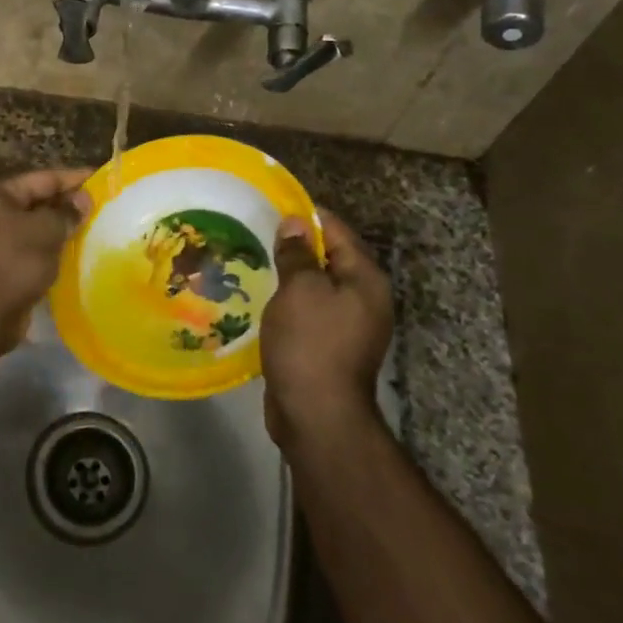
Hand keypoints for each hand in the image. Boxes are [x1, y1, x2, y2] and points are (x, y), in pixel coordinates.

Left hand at [0, 168, 91, 346]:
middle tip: (104, 205)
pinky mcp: (2, 262)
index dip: (75, 179)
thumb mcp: (45, 230)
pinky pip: (33, 246)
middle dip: (69, 204)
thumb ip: (67, 212)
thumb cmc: (14, 261)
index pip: (43, 178)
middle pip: (38, 200)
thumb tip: (84, 199)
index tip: (103, 179)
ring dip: (62, 227)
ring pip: (36, 225)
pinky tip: (77, 249)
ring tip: (96, 225)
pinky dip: (52, 246)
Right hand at [260, 208, 394, 446]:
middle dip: (297, 246)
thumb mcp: (299, 290)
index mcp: (366, 279)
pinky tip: (266, 299)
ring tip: (257, 262)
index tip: (273, 208)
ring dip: (292, 275)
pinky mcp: (332, 346)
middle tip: (259, 234)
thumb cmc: (310, 343)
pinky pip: (311, 311)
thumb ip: (297, 254)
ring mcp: (351, 326)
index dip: (307, 218)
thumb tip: (295, 222)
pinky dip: (291, 301)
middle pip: (331, 258)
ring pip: (319, 286)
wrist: (316, 414)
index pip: (338, 232)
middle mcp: (365, 299)